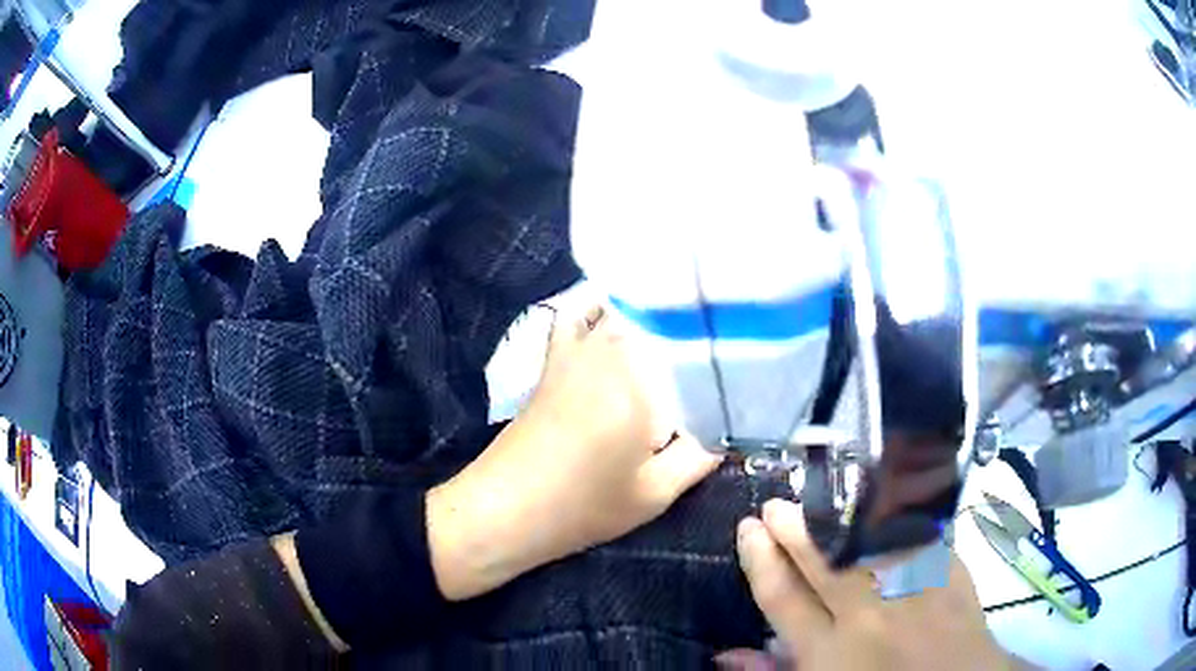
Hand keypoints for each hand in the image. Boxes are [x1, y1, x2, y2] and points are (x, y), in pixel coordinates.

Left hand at [427, 305, 722, 600]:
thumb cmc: (583, 506)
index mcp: (642, 377)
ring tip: (688, 326)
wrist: (505, 508)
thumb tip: (726, 429)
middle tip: (726, 343)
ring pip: (627, 309)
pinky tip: (621, 317)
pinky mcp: (555, 358)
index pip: (698, 346)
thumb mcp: (654, 493)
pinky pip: (580, 313)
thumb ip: (699, 456)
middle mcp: (610, 347)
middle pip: (665, 318)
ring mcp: (578, 347)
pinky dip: (602, 306)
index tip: (747, 361)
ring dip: (657, 313)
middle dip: (697, 327)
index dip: (726, 350)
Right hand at [722, 499, 1016, 670]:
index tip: (749, 529)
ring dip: (837, 514)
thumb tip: (726, 654)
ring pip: (866, 539)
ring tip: (815, 495)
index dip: (761, 560)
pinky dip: (894, 514)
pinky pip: (917, 533)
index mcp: (829, 653)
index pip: (784, 597)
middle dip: (793, 528)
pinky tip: (876, 498)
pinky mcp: (949, 571)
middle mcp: (869, 615)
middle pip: (823, 560)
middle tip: (775, 505)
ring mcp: (914, 588)